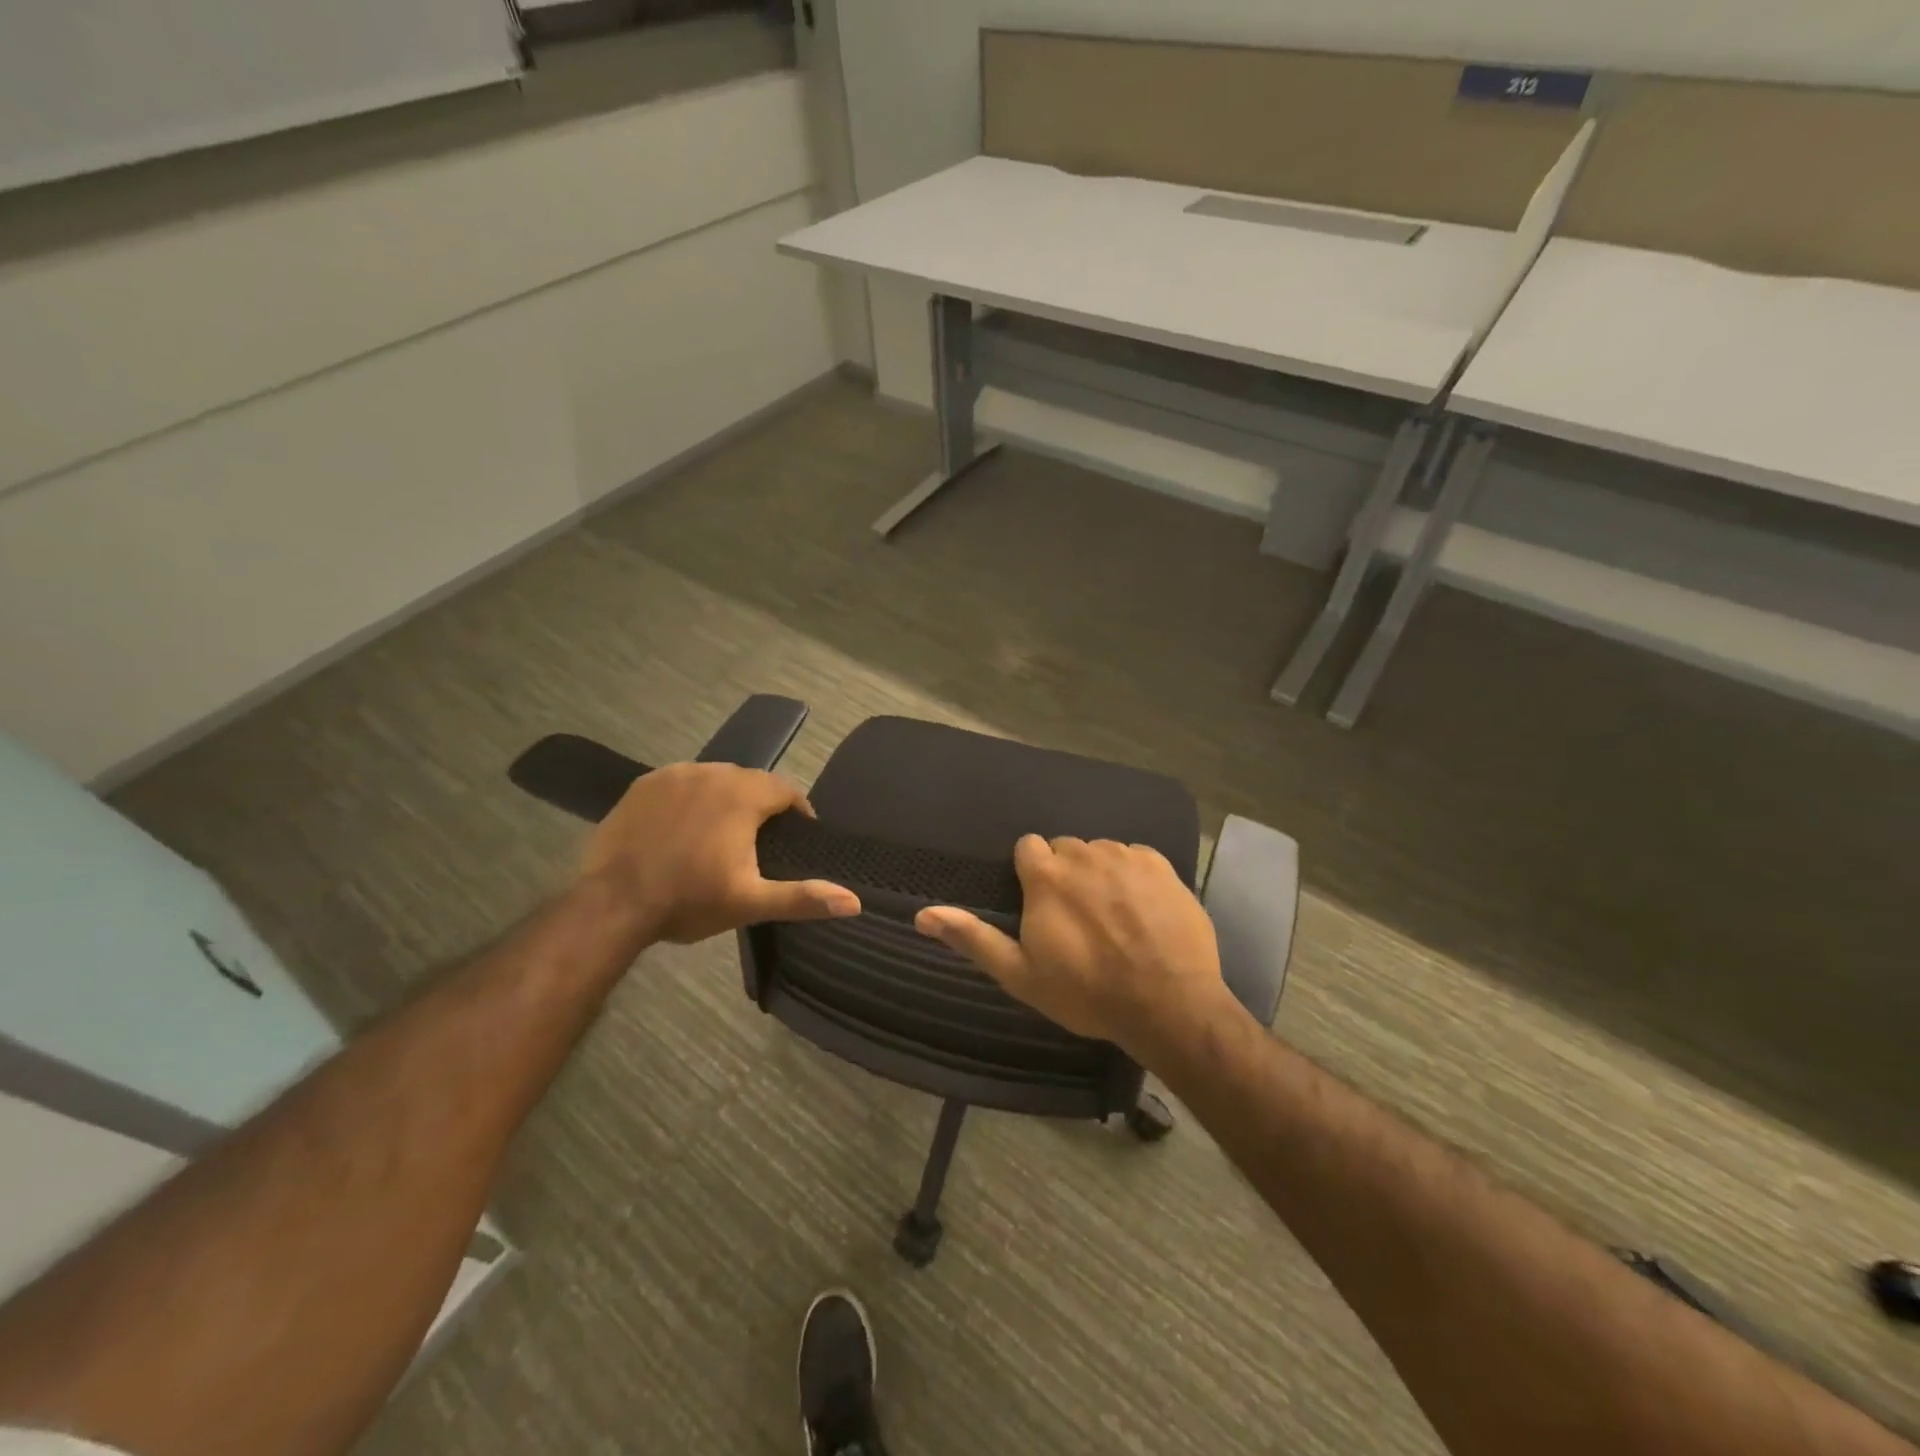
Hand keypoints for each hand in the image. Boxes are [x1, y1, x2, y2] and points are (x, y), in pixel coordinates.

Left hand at [581, 763, 860, 943]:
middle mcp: (712, 773)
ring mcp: (674, 775)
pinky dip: (690, 797)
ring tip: (722, 830)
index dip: (797, 810)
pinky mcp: (643, 784)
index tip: (798, 833)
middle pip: (750, 780)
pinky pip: (680, 782)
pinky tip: (683, 824)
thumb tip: (855, 901)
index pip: (784, 790)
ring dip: (725, 797)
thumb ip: (804, 897)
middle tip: (759, 838)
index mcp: (743, 796)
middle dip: (761, 803)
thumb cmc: (689, 900)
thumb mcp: (751, 902)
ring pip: (714, 778)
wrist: (614, 903)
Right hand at [913, 835, 1228, 1063]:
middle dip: (1066, 874)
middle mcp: (1084, 854)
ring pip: (1102, 852)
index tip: (1040, 902)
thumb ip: (973, 938)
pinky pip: (1137, 858)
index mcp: (1046, 876)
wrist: (1168, 1004)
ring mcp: (1126, 856)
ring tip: (1112, 915)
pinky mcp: (1162, 865)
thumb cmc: (1087, 992)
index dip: (1032, 873)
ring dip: (1100, 874)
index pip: (1028, 847)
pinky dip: (1135, 877)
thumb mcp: (1021, 974)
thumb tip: (923, 913)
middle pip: (1066, 849)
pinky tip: (1143, 910)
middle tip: (1077, 916)